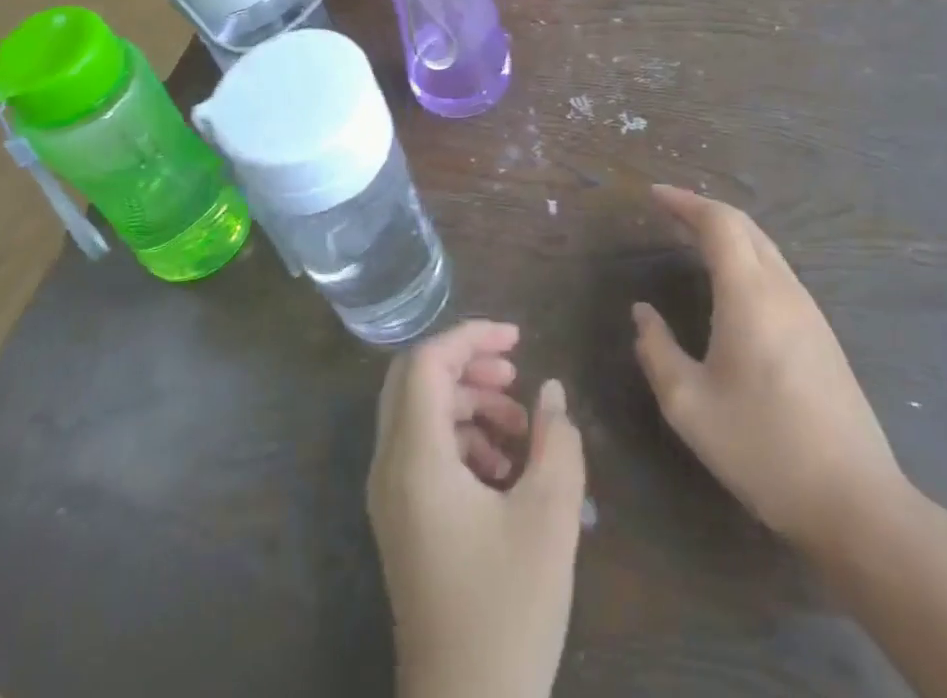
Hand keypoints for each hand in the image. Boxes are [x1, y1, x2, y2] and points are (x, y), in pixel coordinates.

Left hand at [368, 322, 586, 697]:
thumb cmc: (507, 610)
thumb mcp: (549, 518)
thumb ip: (557, 441)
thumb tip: (552, 391)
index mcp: (415, 459)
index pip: (426, 362)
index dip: (471, 336)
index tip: (519, 339)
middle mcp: (389, 467)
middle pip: (415, 380)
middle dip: (467, 365)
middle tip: (515, 375)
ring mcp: (389, 496)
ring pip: (418, 413)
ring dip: (467, 403)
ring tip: (520, 429)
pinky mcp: (401, 520)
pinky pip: (422, 450)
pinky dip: (460, 439)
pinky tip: (503, 469)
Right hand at [632, 187, 908, 561]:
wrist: (857, 503)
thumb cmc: (763, 448)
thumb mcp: (689, 405)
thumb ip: (656, 351)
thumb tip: (643, 314)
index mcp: (749, 295)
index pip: (718, 223)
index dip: (684, 202)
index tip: (653, 195)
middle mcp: (783, 290)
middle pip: (744, 227)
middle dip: (703, 210)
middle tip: (668, 211)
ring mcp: (809, 311)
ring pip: (765, 248)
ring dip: (727, 233)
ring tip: (691, 237)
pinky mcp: (822, 334)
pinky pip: (777, 272)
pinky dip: (745, 256)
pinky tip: (729, 281)